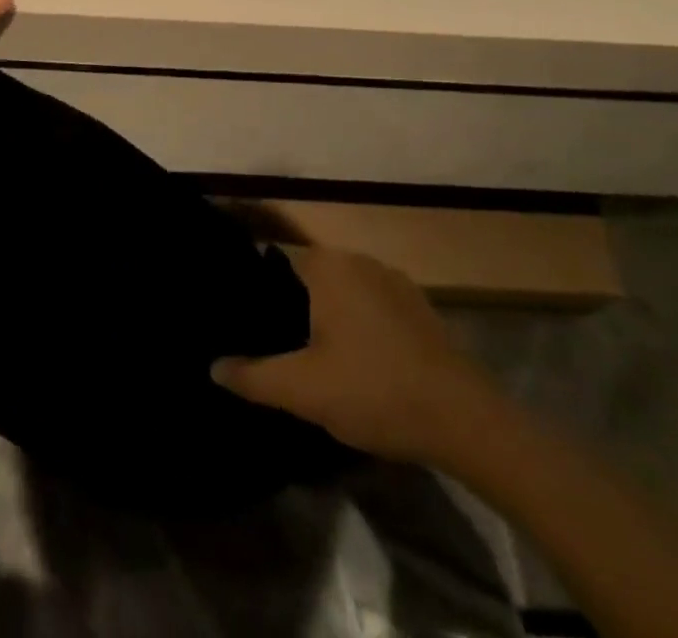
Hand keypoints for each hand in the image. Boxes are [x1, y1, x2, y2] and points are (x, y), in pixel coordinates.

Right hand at [212, 245, 504, 469]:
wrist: (465, 420)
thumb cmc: (374, 391)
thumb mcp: (303, 390)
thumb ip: (253, 375)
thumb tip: (212, 366)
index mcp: (327, 266)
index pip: (275, 256)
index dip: (255, 284)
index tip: (240, 311)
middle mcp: (358, 259)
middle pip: (308, 273)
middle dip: (287, 300)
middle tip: (268, 337)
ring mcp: (393, 280)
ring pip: (341, 289)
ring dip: (324, 313)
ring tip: (306, 351)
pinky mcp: (418, 306)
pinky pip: (370, 304)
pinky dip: (355, 322)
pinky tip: (355, 359)